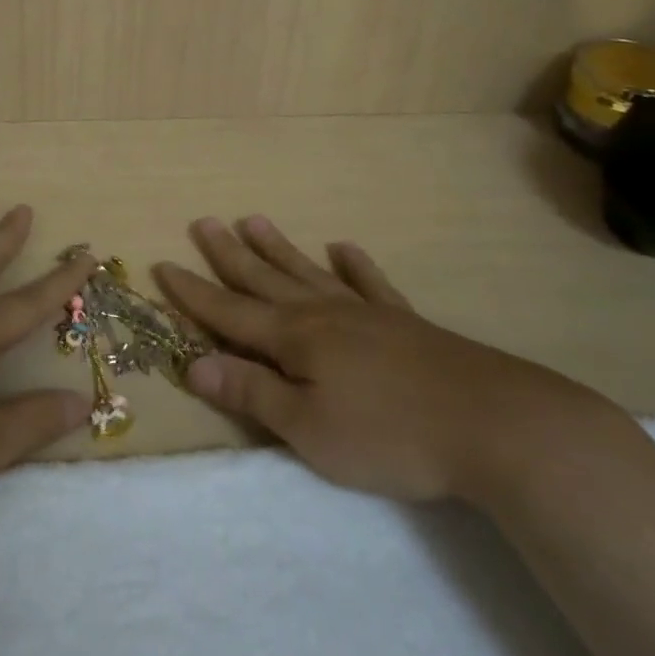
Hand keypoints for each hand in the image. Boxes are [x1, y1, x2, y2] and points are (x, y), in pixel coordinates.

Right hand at [155, 216, 612, 504]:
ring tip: (254, 220)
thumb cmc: (389, 435)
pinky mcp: (405, 322)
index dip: (192, 292)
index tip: (162, 264)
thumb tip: (193, 362)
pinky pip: (371, 284)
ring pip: (309, 272)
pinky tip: (344, 248)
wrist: (492, 423)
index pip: (229, 311)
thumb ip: (251, 391)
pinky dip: (354, 266)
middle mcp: (323, 313)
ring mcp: (366, 312)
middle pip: (264, 278)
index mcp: (294, 338)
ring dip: (278, 248)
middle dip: (228, 255)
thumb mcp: (308, 427)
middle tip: (203, 222)